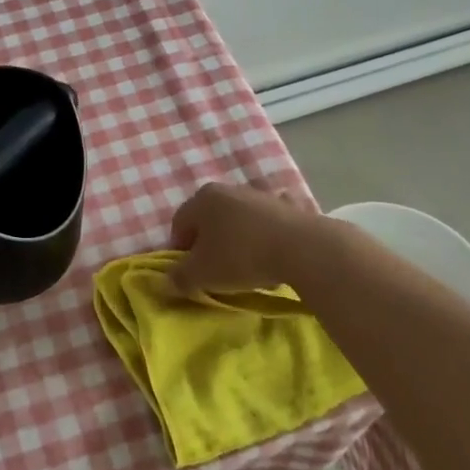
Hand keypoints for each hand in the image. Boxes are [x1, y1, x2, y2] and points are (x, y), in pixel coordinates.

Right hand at [167, 182, 342, 295]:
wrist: (301, 248)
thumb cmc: (240, 256)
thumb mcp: (202, 274)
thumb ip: (180, 277)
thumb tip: (168, 280)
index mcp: (203, 198)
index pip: (179, 223)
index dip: (179, 249)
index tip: (189, 272)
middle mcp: (229, 189)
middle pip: (210, 219)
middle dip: (209, 244)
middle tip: (215, 271)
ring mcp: (260, 194)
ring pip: (239, 220)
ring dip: (238, 241)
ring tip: (247, 269)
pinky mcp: (288, 205)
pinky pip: (268, 224)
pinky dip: (266, 237)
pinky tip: (273, 258)